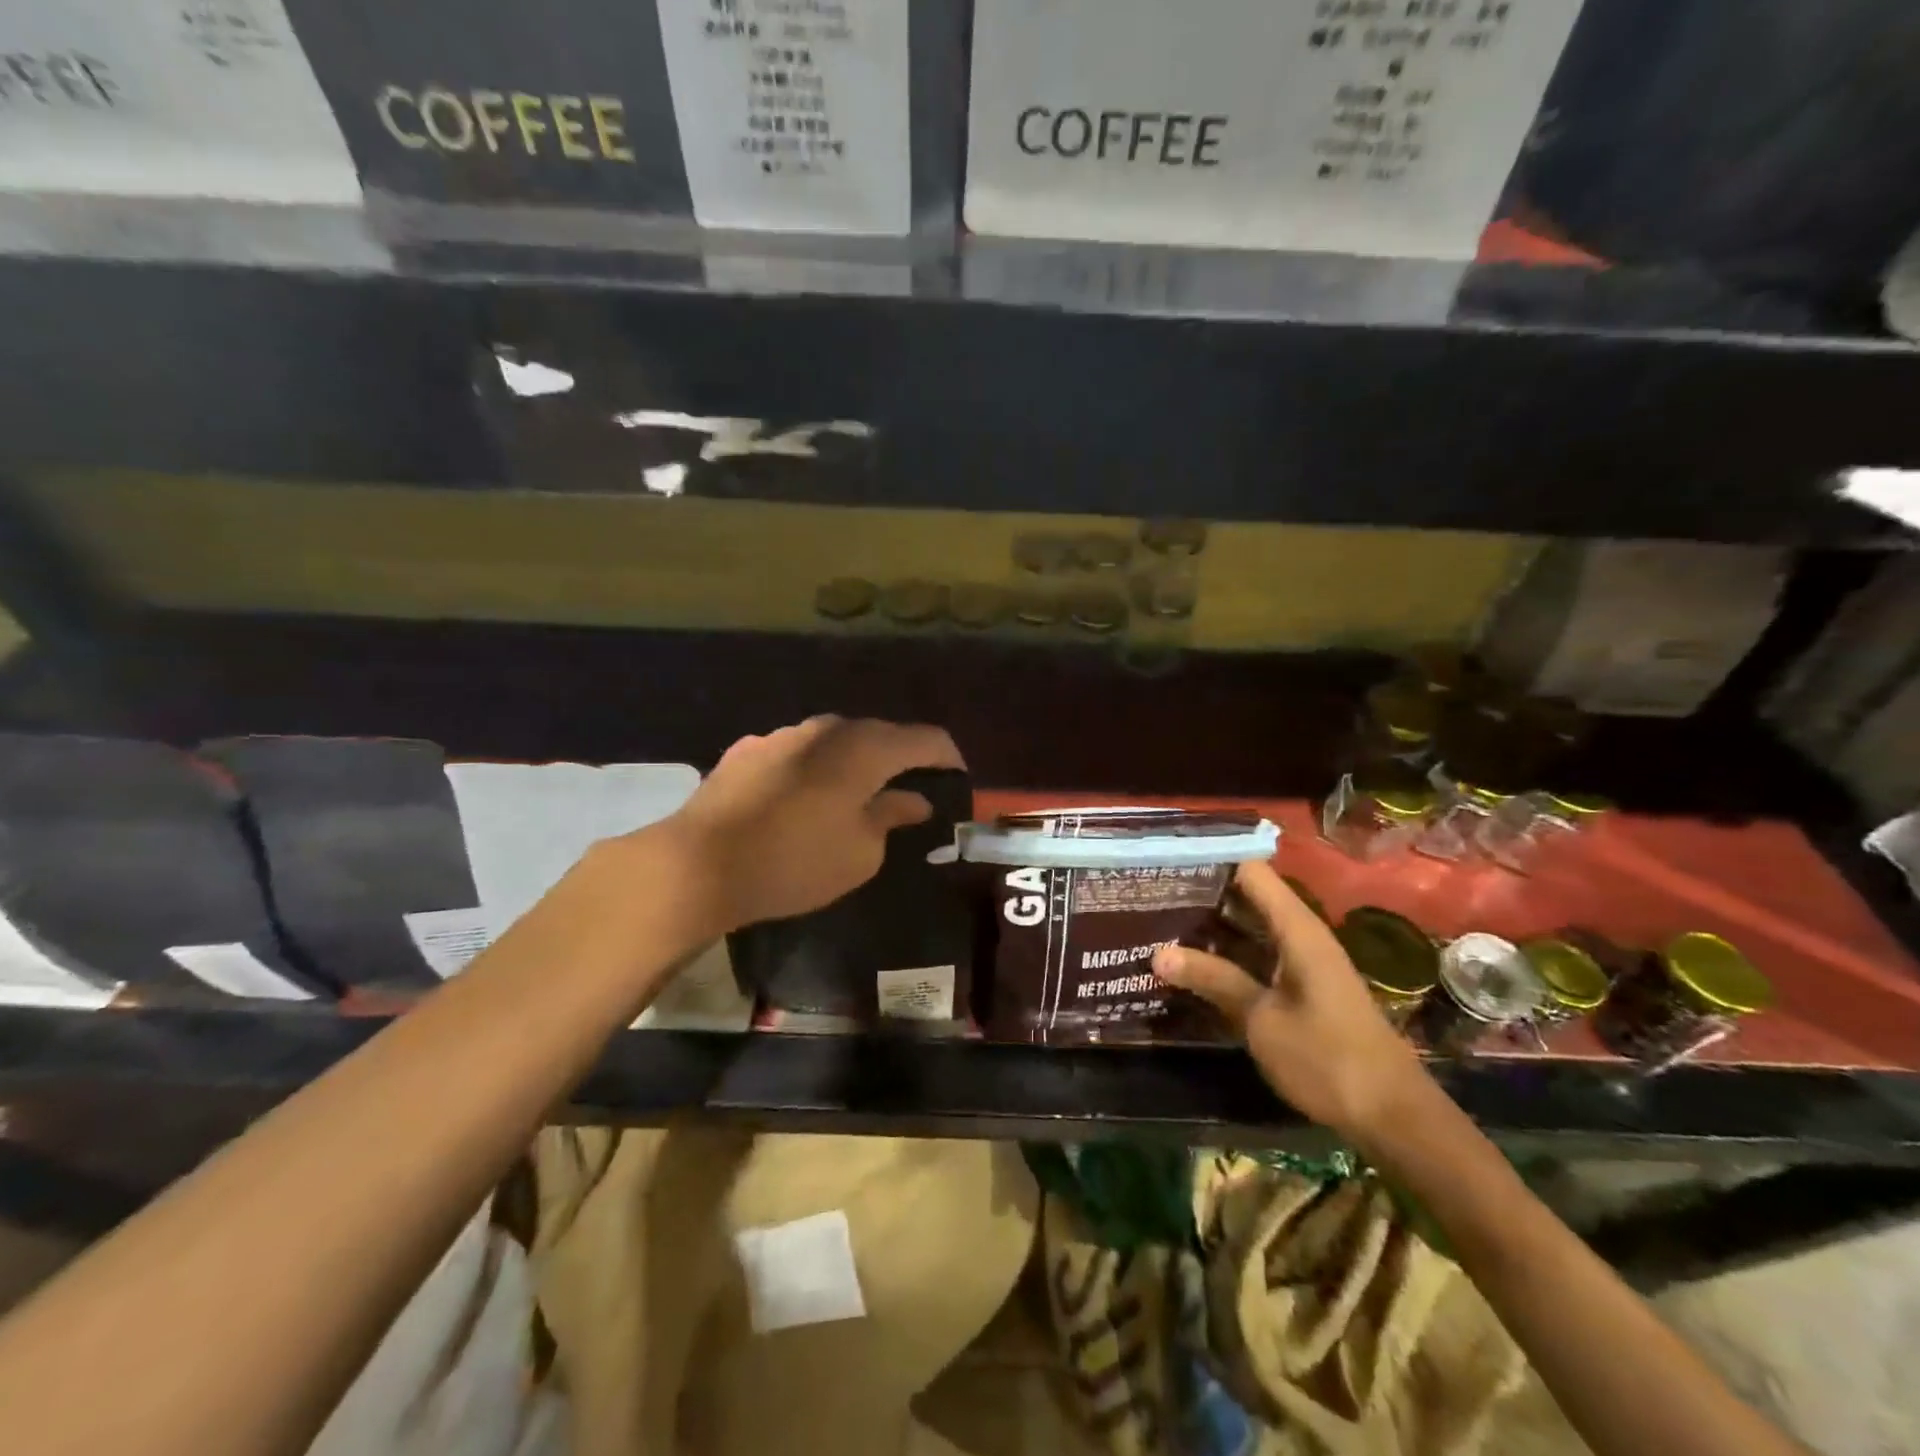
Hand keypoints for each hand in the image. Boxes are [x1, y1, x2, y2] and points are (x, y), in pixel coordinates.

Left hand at [662, 716, 964, 930]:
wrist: (699, 863)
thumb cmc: (796, 861)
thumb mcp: (861, 852)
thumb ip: (892, 817)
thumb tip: (913, 800)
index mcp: (864, 748)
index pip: (924, 739)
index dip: (947, 757)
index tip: (957, 779)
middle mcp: (826, 729)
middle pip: (878, 735)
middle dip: (900, 760)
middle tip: (910, 792)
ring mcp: (782, 735)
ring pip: (834, 742)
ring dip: (853, 764)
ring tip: (855, 796)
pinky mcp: (747, 751)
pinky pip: (797, 754)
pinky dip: (814, 771)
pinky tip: (803, 800)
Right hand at [1153, 861, 1434, 1143]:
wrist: (1392, 1117)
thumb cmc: (1328, 1059)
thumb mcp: (1262, 1019)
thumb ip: (1214, 980)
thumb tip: (1159, 953)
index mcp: (1298, 929)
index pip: (1250, 871)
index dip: (1211, 859)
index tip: (1166, 858)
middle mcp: (1302, 935)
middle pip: (1248, 896)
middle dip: (1202, 892)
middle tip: (1150, 892)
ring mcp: (1303, 962)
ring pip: (1250, 927)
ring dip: (1211, 925)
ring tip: (1158, 919)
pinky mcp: (1302, 988)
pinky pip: (1258, 954)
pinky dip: (1227, 953)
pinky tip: (1192, 962)